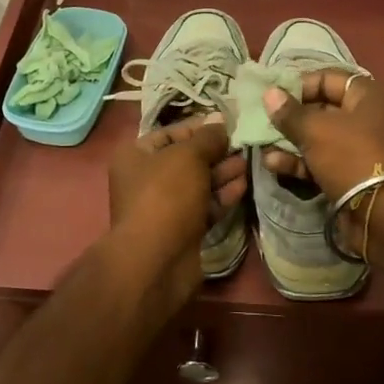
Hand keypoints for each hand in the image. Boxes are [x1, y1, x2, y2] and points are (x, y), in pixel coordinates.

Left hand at [106, 115, 246, 302]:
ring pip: (198, 183)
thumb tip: (220, 124)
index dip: (200, 127)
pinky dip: (221, 196)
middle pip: (187, 159)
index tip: (229, 123)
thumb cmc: (166, 195)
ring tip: (247, 163)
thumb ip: (207, 138)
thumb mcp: (188, 156)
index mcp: (136, 155)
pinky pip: (204, 206)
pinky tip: (242, 186)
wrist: (156, 260)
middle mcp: (146, 179)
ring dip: (222, 173)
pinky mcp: (181, 229)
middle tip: (244, 144)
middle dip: (215, 152)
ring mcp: (163, 206)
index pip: (171, 133)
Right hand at [261, 71, 383, 198]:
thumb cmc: (351, 157)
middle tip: (263, 122)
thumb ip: (289, 112)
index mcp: (370, 96)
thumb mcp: (316, 130)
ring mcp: (362, 149)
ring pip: (319, 138)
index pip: (329, 78)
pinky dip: (300, 162)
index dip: (299, 85)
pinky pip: (323, 162)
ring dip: (290, 143)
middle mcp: (369, 118)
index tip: (273, 96)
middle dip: (290, 118)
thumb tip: (270, 94)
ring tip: (263, 149)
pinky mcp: (353, 175)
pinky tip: (274, 166)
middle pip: (323, 109)